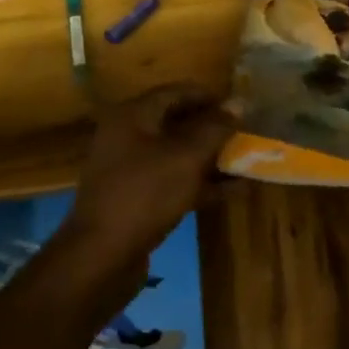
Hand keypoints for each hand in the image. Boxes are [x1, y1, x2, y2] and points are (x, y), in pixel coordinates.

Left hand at [68, 84, 236, 261]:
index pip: (176, 92)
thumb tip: (239, 102)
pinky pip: (174, 180)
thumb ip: (215, 128)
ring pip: (177, 154)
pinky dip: (201, 182)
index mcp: (133, 116)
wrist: (102, 256)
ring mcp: (130, 169)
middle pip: (177, 122)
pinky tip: (233, 190)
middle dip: (213, 129)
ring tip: (246, 161)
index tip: (240, 106)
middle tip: (245, 133)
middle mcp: (127, 136)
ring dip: (211, 157)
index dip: (210, 96)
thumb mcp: (187, 157)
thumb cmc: (145, 194)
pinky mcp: (137, 198)